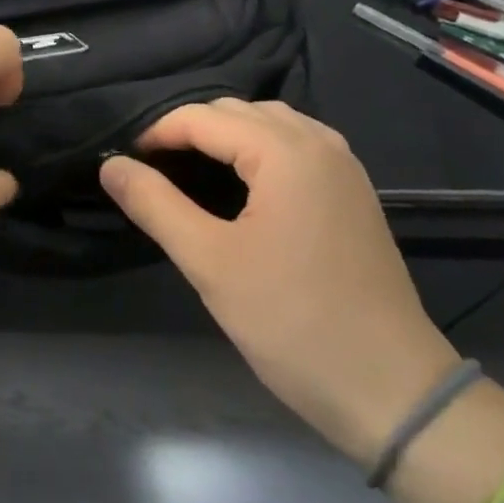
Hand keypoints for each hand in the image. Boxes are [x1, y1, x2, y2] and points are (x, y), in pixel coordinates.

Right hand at [99, 100, 461, 467]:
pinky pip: (298, 146)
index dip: (157, 133)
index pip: (204, 117)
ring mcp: (344, 167)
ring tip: (190, 171)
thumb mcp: (210, 263)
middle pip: (238, 112)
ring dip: (226, 136)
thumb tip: (110, 165)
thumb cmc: (293, 322)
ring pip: (271, 123)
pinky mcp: (354, 193)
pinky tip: (244, 184)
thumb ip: (155, 204)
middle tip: (152, 170)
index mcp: (286, 151)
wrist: (393, 390)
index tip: (125, 163)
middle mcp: (320, 143)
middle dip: (190, 130)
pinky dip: (261, 150)